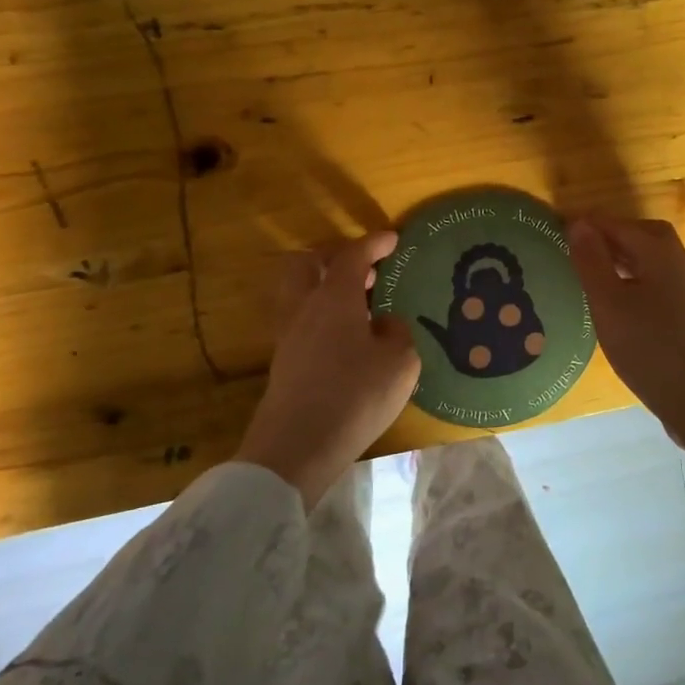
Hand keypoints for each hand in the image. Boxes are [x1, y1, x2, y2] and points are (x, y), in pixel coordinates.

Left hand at [237, 231, 420, 505]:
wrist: (298, 446)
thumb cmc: (355, 396)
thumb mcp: (400, 362)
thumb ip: (397, 333)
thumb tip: (385, 323)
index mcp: (334, 298)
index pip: (352, 256)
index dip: (374, 243)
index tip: (393, 239)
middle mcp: (305, 308)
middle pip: (306, 264)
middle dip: (332, 256)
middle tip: (362, 267)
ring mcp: (289, 335)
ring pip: (299, 292)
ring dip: (324, 286)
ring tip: (358, 301)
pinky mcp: (284, 362)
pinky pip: (301, 320)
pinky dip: (321, 314)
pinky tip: (346, 335)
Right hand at [568, 215, 684, 439]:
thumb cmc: (649, 348)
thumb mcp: (608, 303)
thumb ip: (592, 260)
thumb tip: (578, 223)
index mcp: (660, 253)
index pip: (618, 224)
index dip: (588, 224)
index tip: (555, 231)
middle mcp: (679, 264)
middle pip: (643, 236)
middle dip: (610, 235)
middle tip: (578, 247)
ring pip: (651, 261)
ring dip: (622, 259)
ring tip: (590, 274)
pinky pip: (656, 283)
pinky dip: (633, 281)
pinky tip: (616, 305)